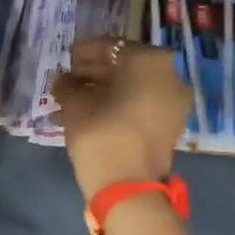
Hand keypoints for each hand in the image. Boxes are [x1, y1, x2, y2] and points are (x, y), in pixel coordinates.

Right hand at [51, 37, 192, 199]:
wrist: (128, 188)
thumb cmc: (101, 133)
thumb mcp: (75, 104)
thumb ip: (67, 84)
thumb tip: (61, 79)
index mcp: (150, 60)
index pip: (111, 46)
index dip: (85, 52)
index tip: (66, 59)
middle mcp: (169, 76)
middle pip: (124, 67)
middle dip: (93, 74)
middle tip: (67, 81)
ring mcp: (173, 103)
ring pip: (130, 89)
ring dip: (100, 93)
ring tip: (68, 102)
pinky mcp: (169, 126)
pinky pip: (139, 107)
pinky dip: (115, 108)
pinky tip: (85, 116)